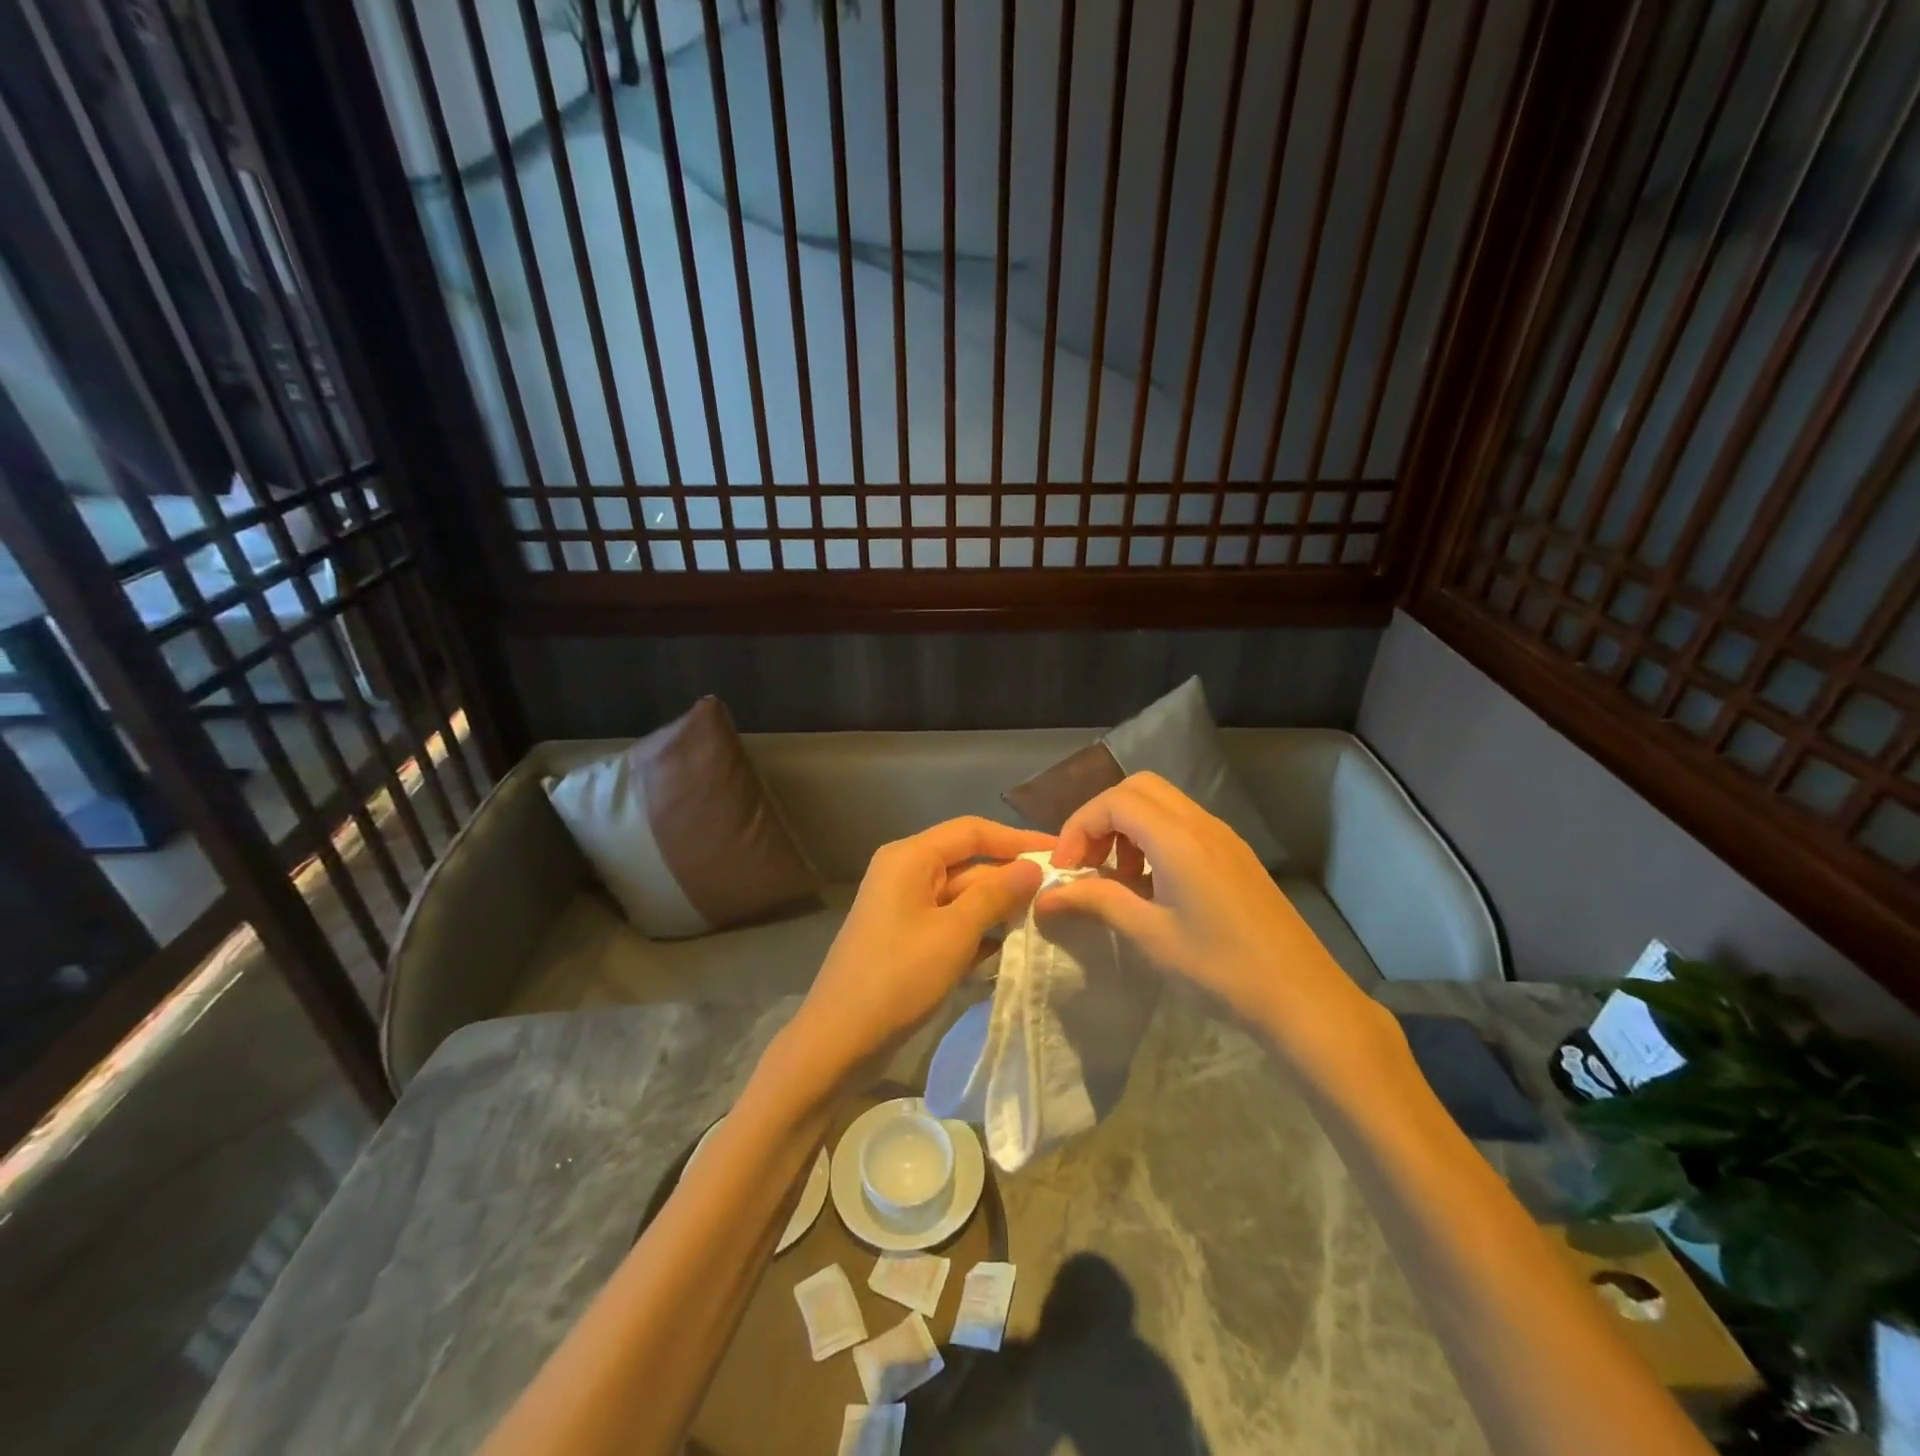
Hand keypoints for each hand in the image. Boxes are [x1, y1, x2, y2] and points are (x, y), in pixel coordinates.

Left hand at [790, 817, 1051, 1084]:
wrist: (839, 1040)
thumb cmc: (898, 977)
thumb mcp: (955, 933)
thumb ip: (996, 894)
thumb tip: (1032, 868)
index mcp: (910, 857)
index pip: (973, 831)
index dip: (1018, 839)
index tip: (1060, 853)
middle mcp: (906, 872)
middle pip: (968, 863)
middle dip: (1010, 879)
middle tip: (1059, 895)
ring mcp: (904, 906)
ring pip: (962, 895)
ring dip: (998, 908)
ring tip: (1045, 921)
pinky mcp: (907, 936)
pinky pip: (950, 921)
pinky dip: (978, 931)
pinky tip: (1011, 949)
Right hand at [1039, 773, 1394, 1080]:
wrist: (1303, 998)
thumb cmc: (1221, 969)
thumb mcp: (1150, 936)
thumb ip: (1097, 902)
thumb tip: (1046, 896)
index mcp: (1179, 839)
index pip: (1114, 802)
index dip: (1079, 827)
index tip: (1064, 869)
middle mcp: (1201, 824)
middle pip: (1138, 789)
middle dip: (1101, 817)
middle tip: (1087, 862)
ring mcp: (1223, 836)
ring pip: (1161, 803)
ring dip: (1127, 827)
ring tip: (1116, 877)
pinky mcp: (1234, 854)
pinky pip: (1183, 823)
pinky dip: (1153, 838)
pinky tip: (1151, 885)